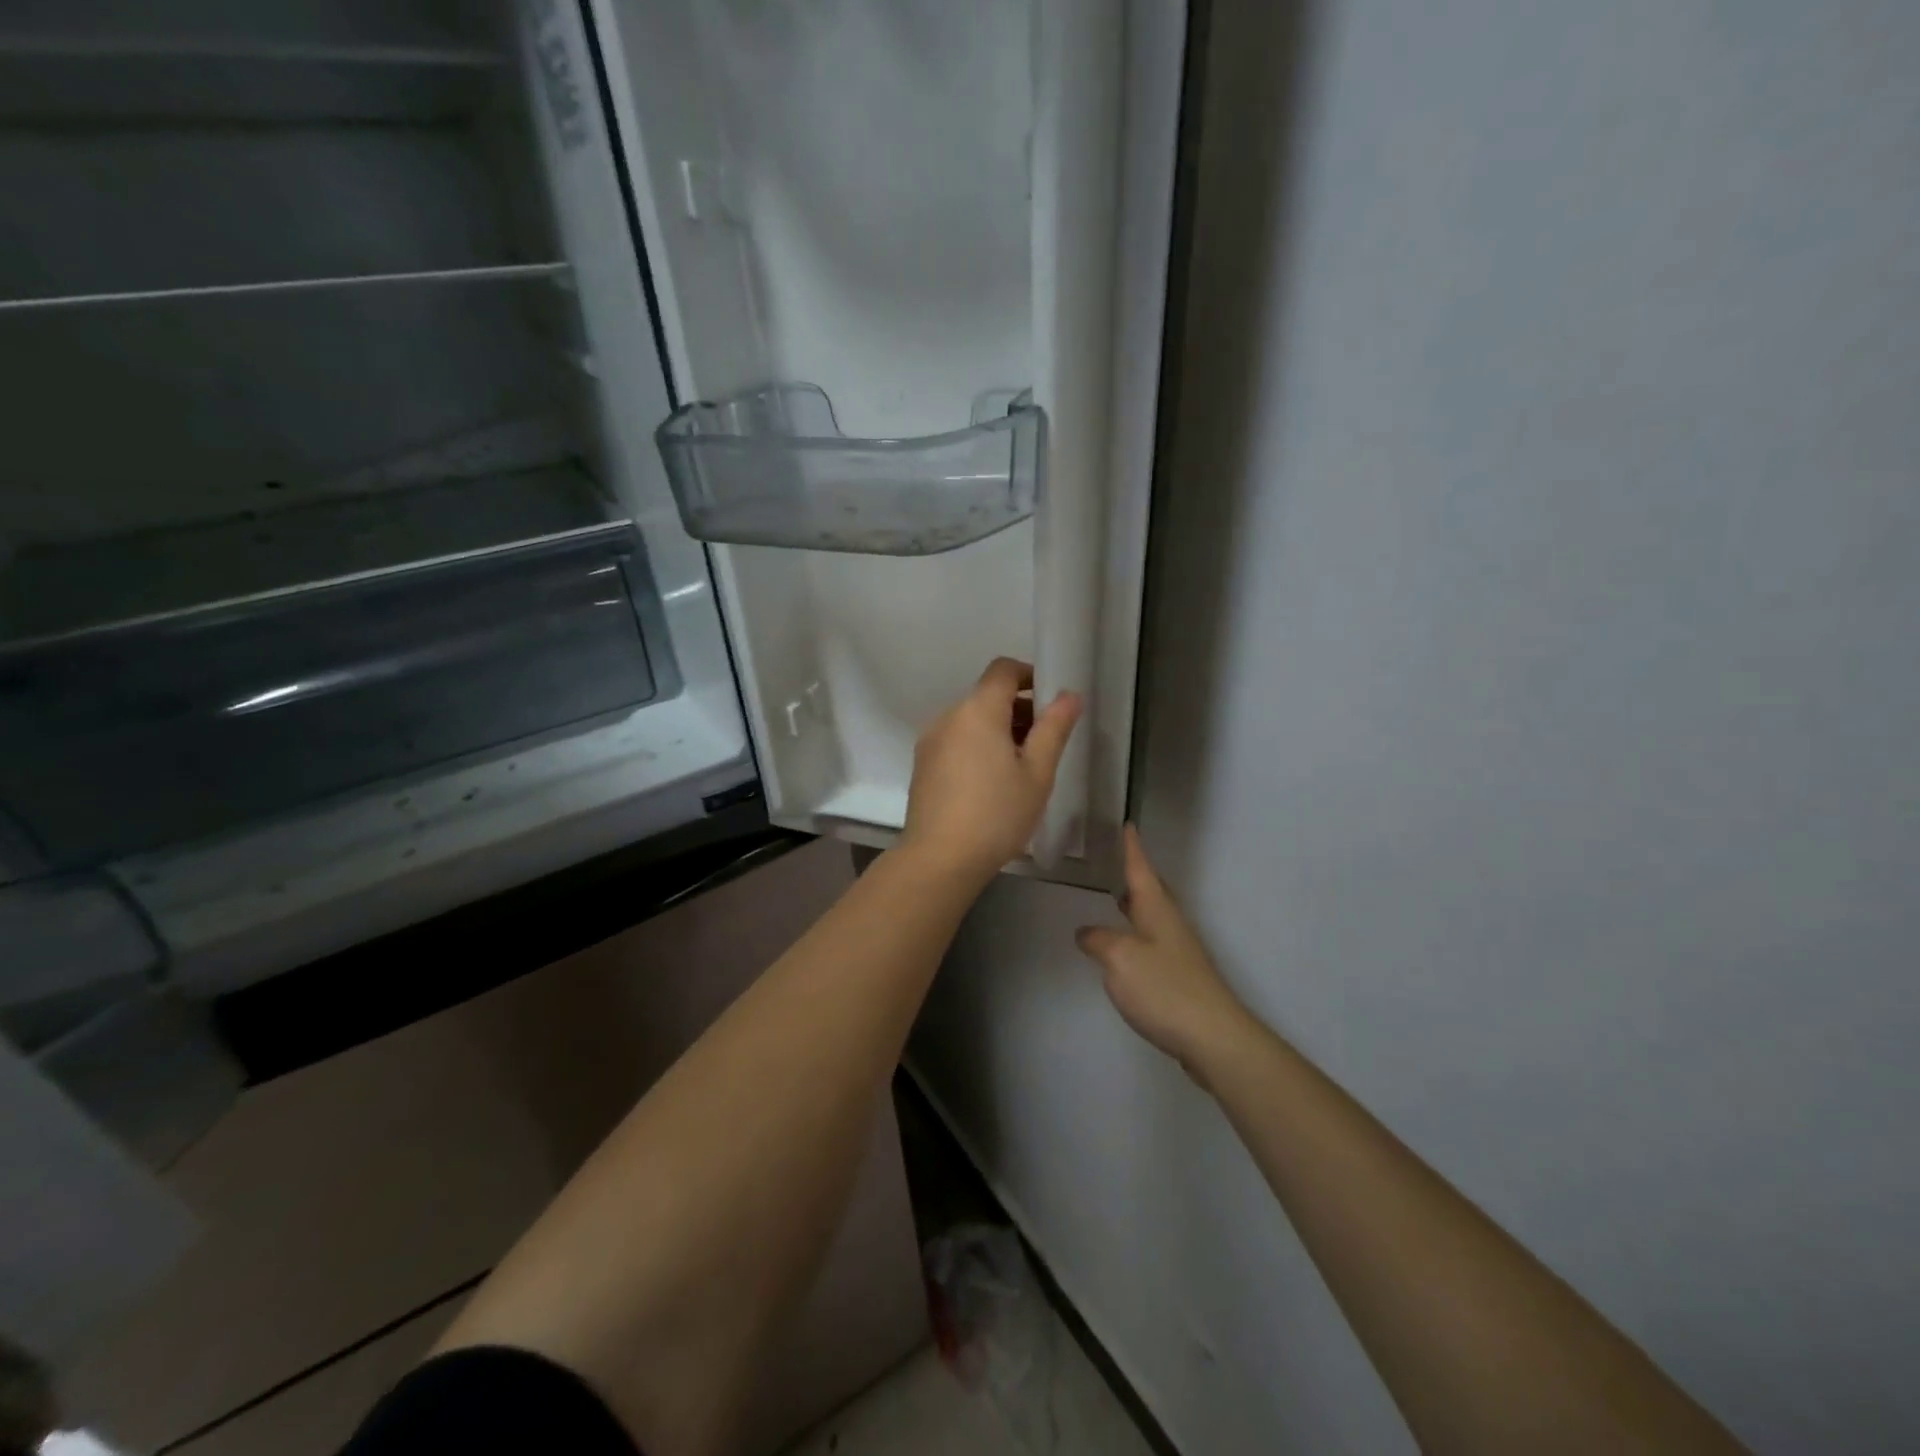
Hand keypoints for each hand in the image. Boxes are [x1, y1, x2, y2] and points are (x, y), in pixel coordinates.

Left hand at [900, 657, 1081, 880]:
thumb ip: (1054, 728)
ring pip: (970, 720)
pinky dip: (976, 746)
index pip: (1003, 670)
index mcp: (977, 710)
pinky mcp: (922, 764)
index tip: (1050, 701)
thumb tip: (1069, 695)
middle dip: (1018, 709)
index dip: (1029, 675)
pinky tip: (991, 782)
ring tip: (1020, 768)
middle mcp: (948, 716)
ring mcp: (930, 741)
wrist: (939, 859)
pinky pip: (955, 740)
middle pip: (987, 696)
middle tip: (1044, 743)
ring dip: (997, 729)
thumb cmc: (996, 814)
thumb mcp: (1037, 773)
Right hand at [1076, 826, 1250, 1070]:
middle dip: (1135, 875)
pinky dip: (1136, 934)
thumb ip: (1098, 940)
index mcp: (1157, 910)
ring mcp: (1178, 952)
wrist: (1212, 1037)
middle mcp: (1170, 924)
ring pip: (1153, 917)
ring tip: (1116, 898)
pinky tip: (1124, 949)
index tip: (1128, 825)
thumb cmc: (1164, 988)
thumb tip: (1086, 932)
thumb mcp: (1119, 958)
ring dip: (1135, 905)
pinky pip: (1153, 942)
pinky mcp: (1179, 978)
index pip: (1141, 869)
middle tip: (1117, 860)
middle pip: (1152, 891)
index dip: (1132, 848)